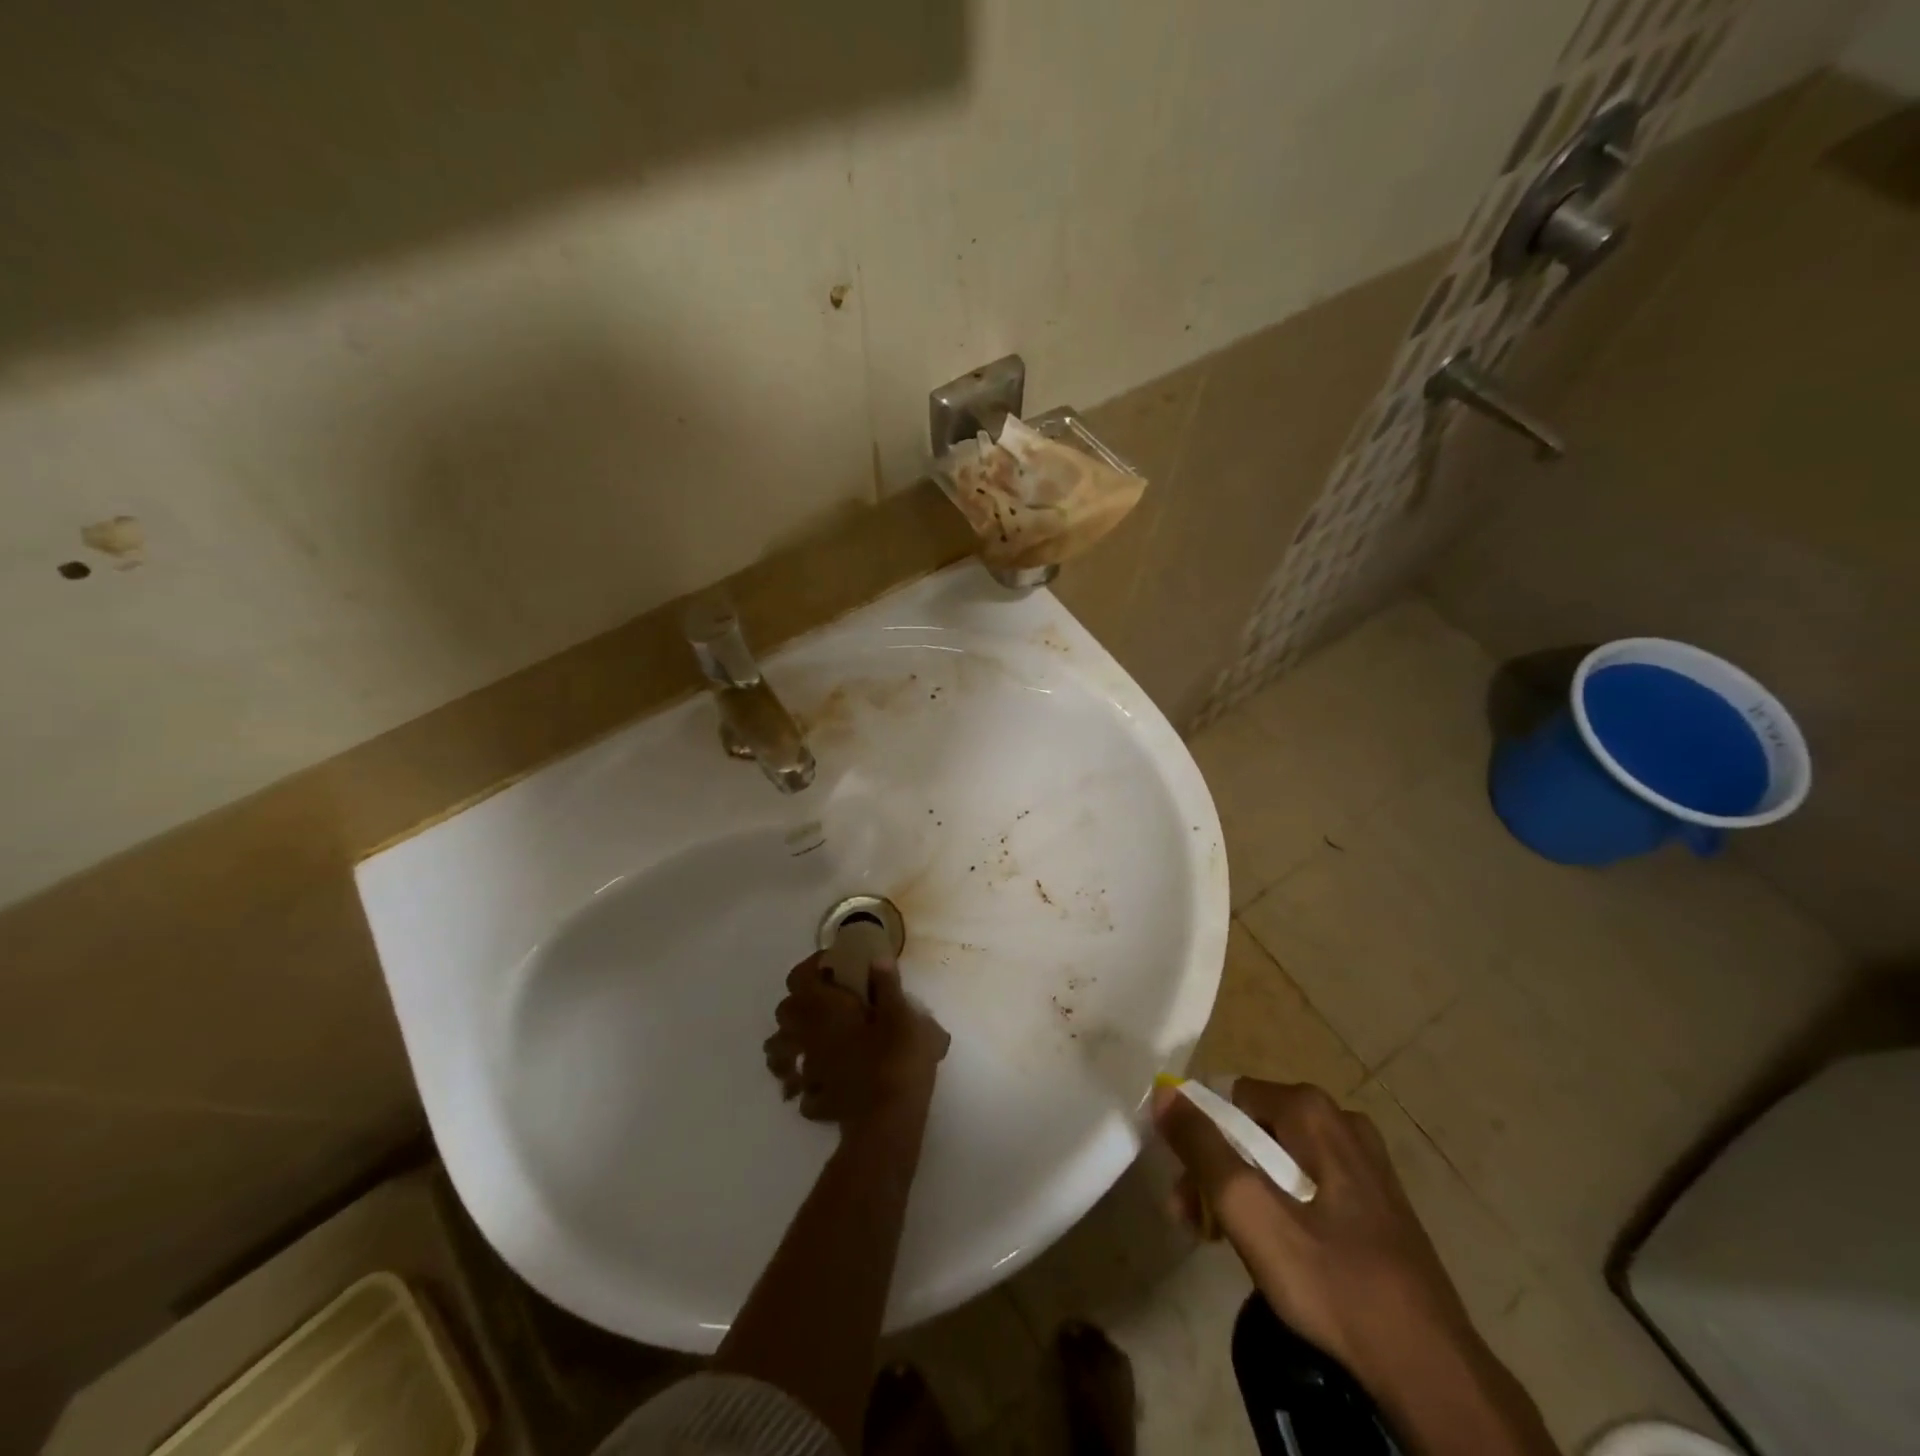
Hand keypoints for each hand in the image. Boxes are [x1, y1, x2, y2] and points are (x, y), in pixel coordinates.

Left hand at [763, 954, 949, 1129]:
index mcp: (824, 1008)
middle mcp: (806, 1035)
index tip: (833, 966)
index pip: (799, 977)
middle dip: (799, 1004)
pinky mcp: (815, 1099)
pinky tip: (822, 1081)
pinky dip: (804, 1082)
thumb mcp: (902, 1014)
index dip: (812, 967)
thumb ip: (887, 985)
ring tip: (813, 1041)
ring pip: (779, 1052)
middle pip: (785, 1013)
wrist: (888, 1121)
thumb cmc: (896, 1058)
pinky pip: (799, 1086)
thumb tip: (876, 958)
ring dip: (791, 1043)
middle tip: (827, 1001)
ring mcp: (807, 1069)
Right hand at [1153, 1078, 1472, 1383]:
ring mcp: (1366, 1162)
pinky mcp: (1379, 1201)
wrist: (1431, 1372)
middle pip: (1254, 1129)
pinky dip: (1284, 1207)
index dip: (1201, 1140)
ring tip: (1231, 1243)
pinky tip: (1282, 1253)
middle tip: (1201, 1223)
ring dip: (1247, 1192)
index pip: (1229, 1099)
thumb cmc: (1333, 1282)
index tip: (1189, 1191)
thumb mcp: (1250, 1211)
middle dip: (1220, 1171)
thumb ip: (1202, 1147)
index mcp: (1312, 1110)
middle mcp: (1341, 1120)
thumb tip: (1165, 1091)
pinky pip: (1311, 1185)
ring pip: (1281, 1160)